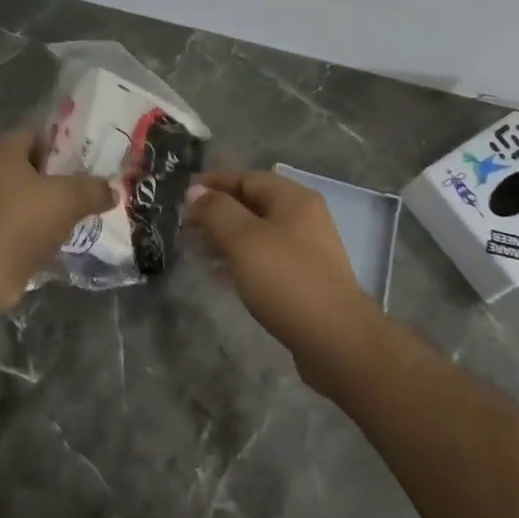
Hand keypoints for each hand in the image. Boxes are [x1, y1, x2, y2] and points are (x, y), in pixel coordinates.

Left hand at [0, 129, 116, 308]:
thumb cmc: (23, 222)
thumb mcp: (69, 199)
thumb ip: (94, 189)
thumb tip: (111, 190)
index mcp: (3, 151)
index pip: (36, 133)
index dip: (64, 141)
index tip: (90, 154)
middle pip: (33, 164)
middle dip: (62, 173)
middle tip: (92, 181)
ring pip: (28, 194)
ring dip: (52, 201)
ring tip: (84, 208)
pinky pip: (21, 218)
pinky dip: (41, 224)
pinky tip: (65, 233)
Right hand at [189, 170, 386, 390]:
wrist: (336, 339)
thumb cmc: (286, 280)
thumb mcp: (244, 239)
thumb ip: (216, 211)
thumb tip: (196, 191)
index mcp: (293, 199)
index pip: (247, 178)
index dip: (214, 183)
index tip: (183, 196)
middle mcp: (302, 219)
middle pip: (252, 205)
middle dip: (217, 213)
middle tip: (185, 227)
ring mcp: (305, 251)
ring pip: (256, 235)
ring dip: (225, 239)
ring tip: (195, 252)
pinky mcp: (303, 281)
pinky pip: (264, 261)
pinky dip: (239, 262)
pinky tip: (218, 276)